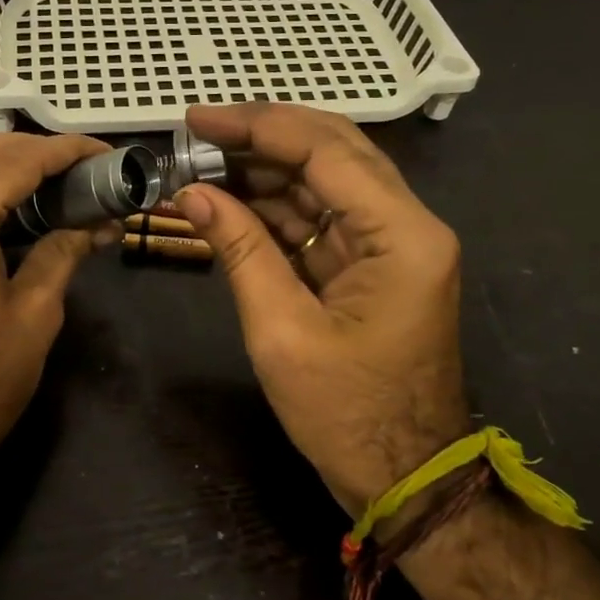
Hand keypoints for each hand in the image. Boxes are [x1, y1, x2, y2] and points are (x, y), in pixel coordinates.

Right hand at [174, 104, 470, 511]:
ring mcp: (394, 242)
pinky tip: (231, 198)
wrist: (406, 480)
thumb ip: (239, 250)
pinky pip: (322, 217)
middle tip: (200, 130)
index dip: (258, 126)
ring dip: (266, 168)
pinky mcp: (374, 263)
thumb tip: (191, 192)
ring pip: (327, 179)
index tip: (198, 118)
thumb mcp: (282, 332)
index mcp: (402, 235)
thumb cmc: (347, 415)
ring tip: (204, 163)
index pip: (326, 151)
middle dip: (264, 134)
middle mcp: (408, 224)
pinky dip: (276, 206)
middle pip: (334, 150)